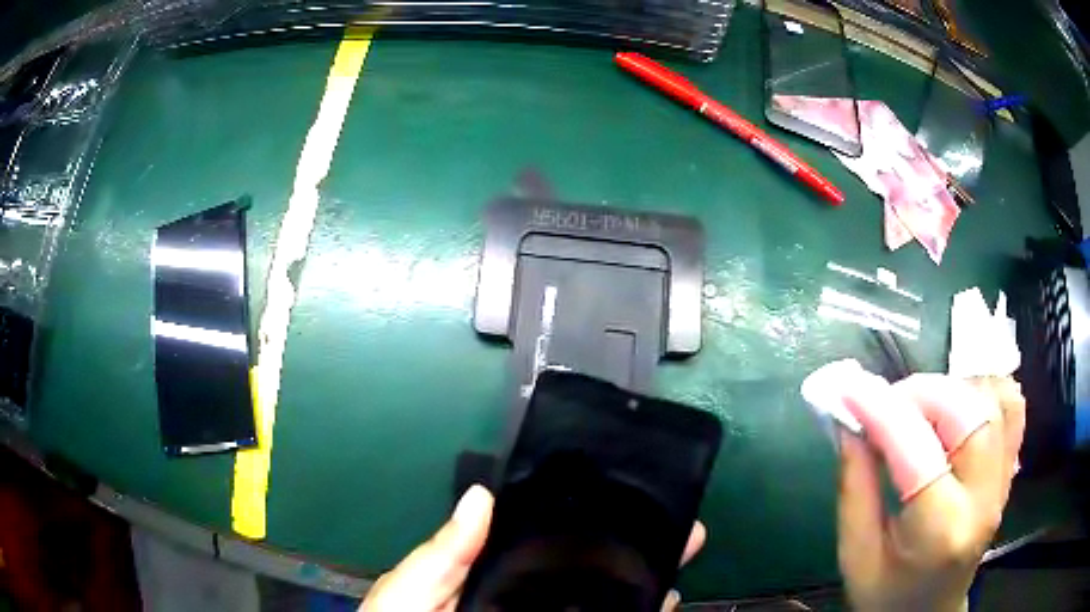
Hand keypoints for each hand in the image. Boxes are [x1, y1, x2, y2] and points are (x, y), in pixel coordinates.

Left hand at [359, 485, 706, 611]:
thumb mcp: (410, 592)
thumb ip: (442, 556)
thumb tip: (481, 495)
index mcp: (490, 583)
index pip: (539, 550)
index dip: (578, 526)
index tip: (619, 499)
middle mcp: (526, 606)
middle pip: (583, 577)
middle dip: (628, 552)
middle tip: (677, 529)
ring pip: (603, 606)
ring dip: (643, 585)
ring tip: (677, 558)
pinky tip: (665, 603)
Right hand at [836, 372, 1023, 611]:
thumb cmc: (887, 598)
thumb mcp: (857, 557)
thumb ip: (854, 488)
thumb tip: (847, 424)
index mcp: (939, 531)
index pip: (916, 449)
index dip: (881, 410)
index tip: (849, 389)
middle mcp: (982, 498)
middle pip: (967, 412)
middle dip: (920, 394)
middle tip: (885, 405)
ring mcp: (1003, 481)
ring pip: (993, 399)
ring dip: (952, 390)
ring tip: (920, 408)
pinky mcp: (1009, 471)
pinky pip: (1012, 409)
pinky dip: (987, 390)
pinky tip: (960, 403)